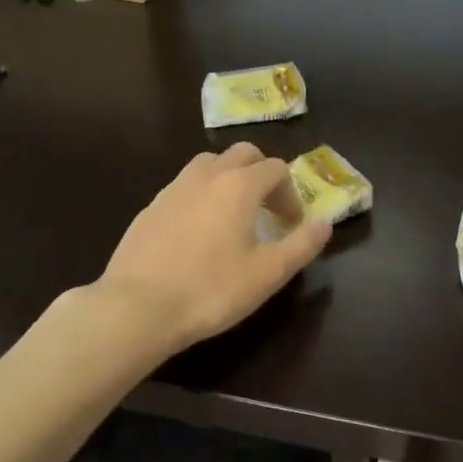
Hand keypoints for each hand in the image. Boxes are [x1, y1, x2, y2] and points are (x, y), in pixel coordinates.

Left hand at [96, 143, 330, 356]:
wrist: (137, 307)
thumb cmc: (211, 290)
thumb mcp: (268, 274)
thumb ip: (302, 245)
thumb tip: (325, 224)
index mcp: (239, 185)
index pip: (276, 168)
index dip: (291, 193)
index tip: (291, 224)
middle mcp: (206, 175)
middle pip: (242, 154)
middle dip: (261, 174)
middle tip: (267, 210)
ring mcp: (174, 187)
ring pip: (209, 164)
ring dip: (229, 178)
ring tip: (232, 215)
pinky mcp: (150, 206)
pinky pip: (184, 186)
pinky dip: (201, 196)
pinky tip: (197, 232)